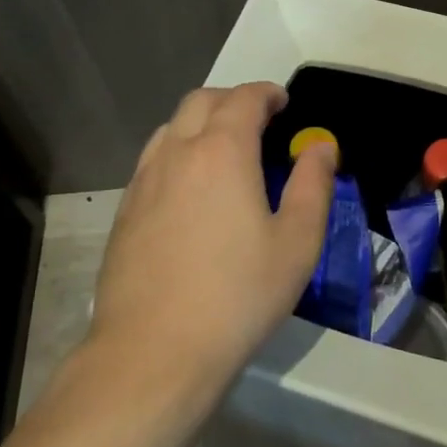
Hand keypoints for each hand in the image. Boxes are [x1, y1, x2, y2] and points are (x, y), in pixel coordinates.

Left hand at [89, 82, 336, 397]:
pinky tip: (190, 190)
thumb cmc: (237, 296)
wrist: (153, 352)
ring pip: (171, 127)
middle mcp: (177, 152)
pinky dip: (177, 152)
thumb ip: (313, 185)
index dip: (267, 94)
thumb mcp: (296, 243)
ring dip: (200, 122)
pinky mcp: (125, 210)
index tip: (283, 104)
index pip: (244, 99)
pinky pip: (153, 159)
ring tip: (224, 151)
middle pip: (201, 101)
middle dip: (232, 100)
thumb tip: (321, 146)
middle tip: (258, 122)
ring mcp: (144, 180)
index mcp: (222, 151)